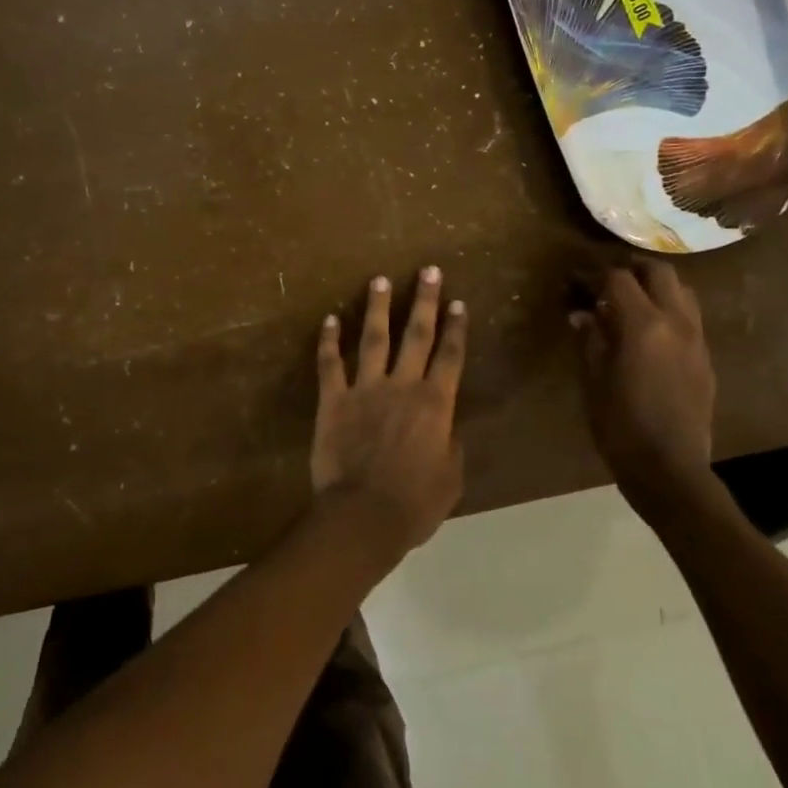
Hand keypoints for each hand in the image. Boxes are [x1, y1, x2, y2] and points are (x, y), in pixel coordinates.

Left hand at [312, 267, 467, 556]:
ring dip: (378, 308)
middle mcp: (402, 386)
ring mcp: (365, 389)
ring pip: (373, 339)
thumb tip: (447, 426)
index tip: (458, 302)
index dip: (456, 328)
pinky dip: (329, 341)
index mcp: (434, 404)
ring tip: (380, 280)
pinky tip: (330, 319)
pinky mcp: (333, 400)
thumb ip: (451, 444)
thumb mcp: (450, 478)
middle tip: (428, 271)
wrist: (362, 516)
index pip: (450, 356)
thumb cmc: (414, 504)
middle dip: (424, 301)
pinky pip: (330, 364)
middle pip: (416, 335)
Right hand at [571, 262, 719, 524]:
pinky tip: (648, 334)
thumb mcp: (592, 380)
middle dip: (630, 270)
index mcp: (642, 325)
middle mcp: (676, 322)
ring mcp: (697, 339)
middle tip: (606, 286)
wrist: (670, 468)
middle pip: (659, 271)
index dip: (594, 276)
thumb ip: (590, 339)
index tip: (576, 284)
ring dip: (655, 288)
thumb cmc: (619, 425)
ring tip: (630, 305)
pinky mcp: (706, 358)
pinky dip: (668, 311)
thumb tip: (583, 314)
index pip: (618, 278)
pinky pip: (690, 318)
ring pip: (682, 290)